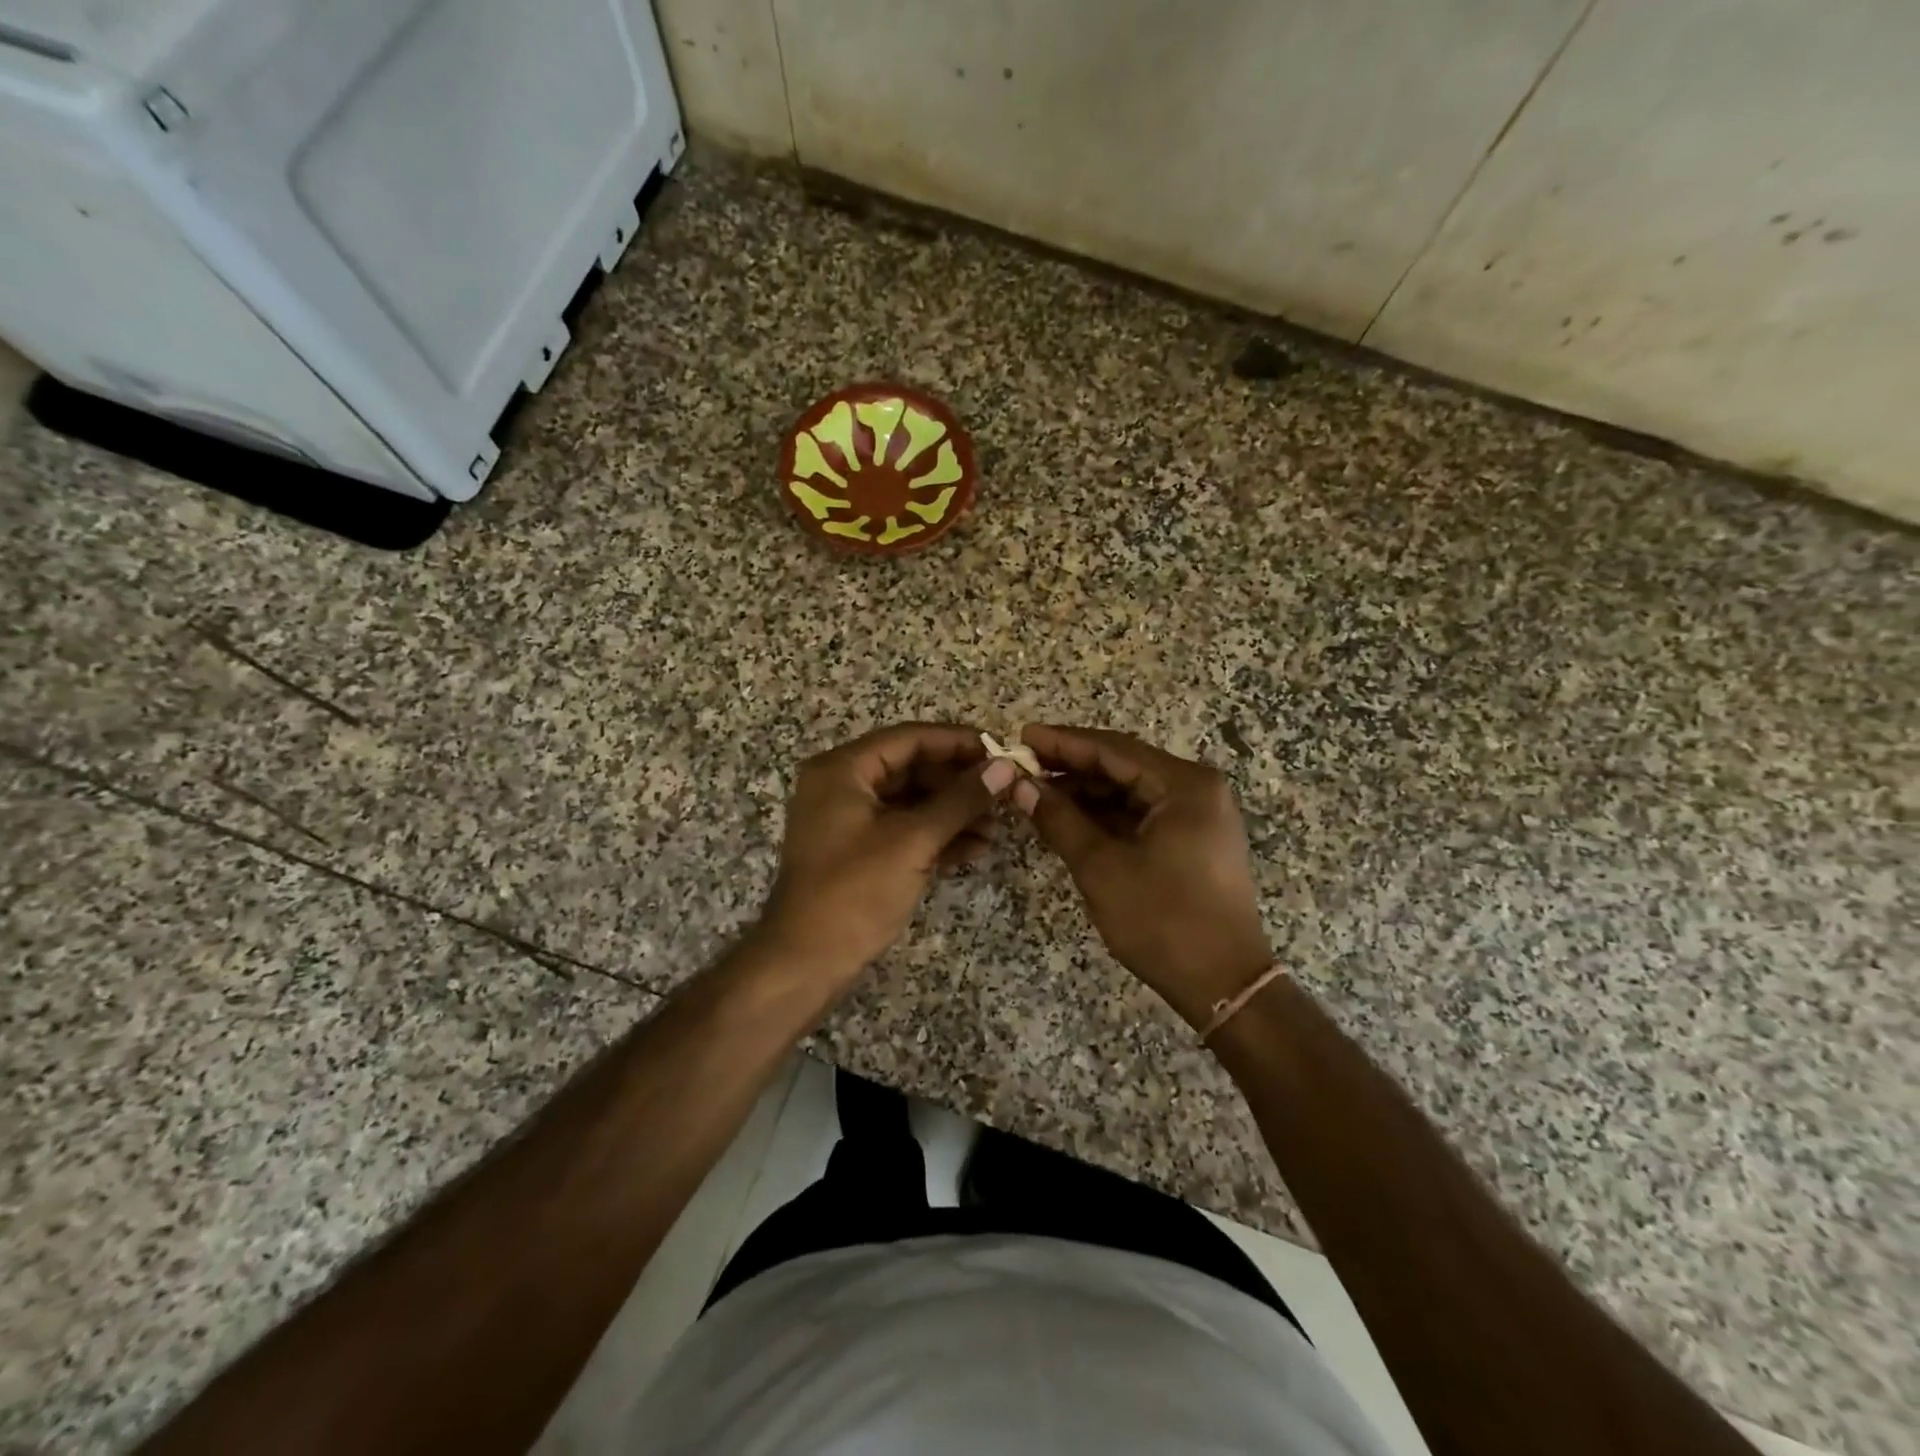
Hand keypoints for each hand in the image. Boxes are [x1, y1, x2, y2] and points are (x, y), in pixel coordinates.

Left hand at [756, 723, 1019, 989]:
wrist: (805, 962)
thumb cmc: (855, 891)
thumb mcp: (913, 840)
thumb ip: (961, 800)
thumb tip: (1005, 767)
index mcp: (843, 769)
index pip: (909, 738)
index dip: (957, 742)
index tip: (1000, 751)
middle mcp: (842, 785)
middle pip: (912, 768)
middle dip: (959, 783)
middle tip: (1004, 793)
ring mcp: (849, 819)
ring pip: (911, 801)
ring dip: (953, 812)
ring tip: (997, 828)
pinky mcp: (859, 850)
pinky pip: (903, 829)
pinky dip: (936, 836)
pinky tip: (975, 849)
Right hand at [1013, 725, 1272, 1028]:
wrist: (1223, 985)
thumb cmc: (1163, 920)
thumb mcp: (1101, 867)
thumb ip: (1059, 819)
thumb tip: (1019, 785)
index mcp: (1184, 786)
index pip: (1114, 750)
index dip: (1063, 742)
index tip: (1021, 737)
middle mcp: (1197, 790)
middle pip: (1124, 766)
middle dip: (1072, 766)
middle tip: (1023, 766)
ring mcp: (1198, 816)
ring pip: (1130, 791)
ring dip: (1086, 792)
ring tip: (1037, 792)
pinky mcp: (1193, 841)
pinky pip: (1141, 814)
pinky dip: (1105, 815)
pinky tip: (1069, 818)